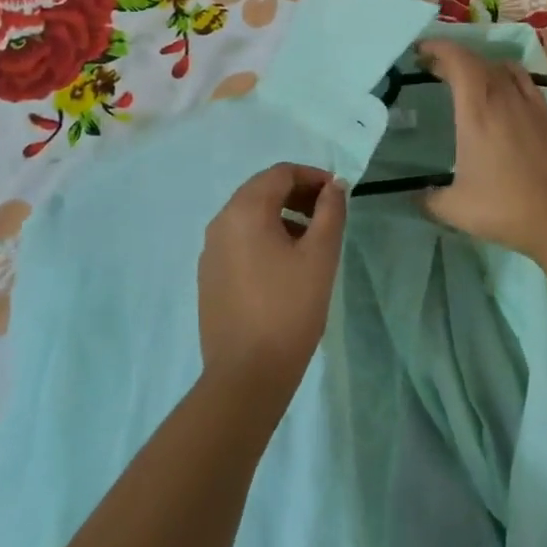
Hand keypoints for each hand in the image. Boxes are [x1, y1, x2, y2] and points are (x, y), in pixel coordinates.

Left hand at [197, 163, 346, 396]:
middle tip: (328, 213)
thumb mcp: (320, 255)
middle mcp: (221, 223)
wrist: (247, 374)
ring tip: (311, 241)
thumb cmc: (289, 308)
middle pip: (262, 190)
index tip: (338, 195)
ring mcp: (210, 251)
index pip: (280, 173)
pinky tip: (285, 266)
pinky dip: (265, 237)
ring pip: (249, 216)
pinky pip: (239, 240)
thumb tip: (334, 186)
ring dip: (282, 215)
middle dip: (297, 194)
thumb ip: (330, 211)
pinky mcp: (209, 276)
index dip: (313, 176)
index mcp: (245, 211)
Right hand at [417, 39, 546, 254]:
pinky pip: (524, 81)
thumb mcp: (452, 208)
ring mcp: (529, 104)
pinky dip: (507, 76)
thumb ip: (428, 198)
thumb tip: (415, 196)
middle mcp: (502, 98)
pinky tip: (503, 93)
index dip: (439, 48)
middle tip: (434, 68)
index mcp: (476, 111)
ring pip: (502, 67)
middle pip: (477, 61)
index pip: (458, 61)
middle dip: (453, 58)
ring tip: (468, 79)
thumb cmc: (501, 207)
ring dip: (481, 66)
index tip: (421, 50)